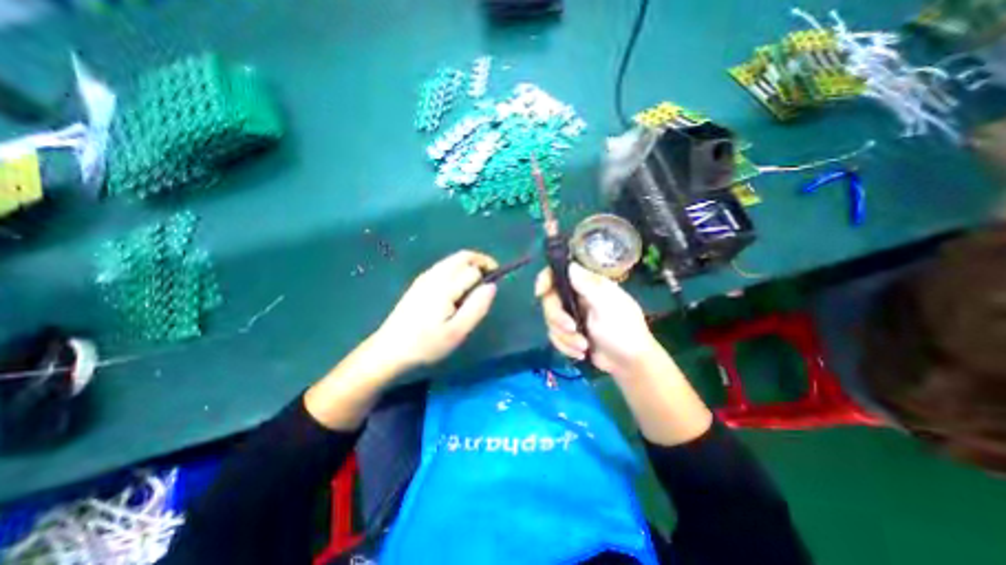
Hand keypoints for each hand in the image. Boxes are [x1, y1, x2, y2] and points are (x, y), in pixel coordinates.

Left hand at [370, 250, 494, 372]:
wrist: (390, 350)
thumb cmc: (426, 344)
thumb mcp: (457, 332)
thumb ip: (477, 307)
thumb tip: (492, 286)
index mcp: (445, 286)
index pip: (473, 269)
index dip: (488, 274)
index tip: (495, 286)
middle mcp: (434, 275)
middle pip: (463, 256)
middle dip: (481, 261)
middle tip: (492, 275)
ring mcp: (425, 277)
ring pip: (453, 259)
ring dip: (470, 264)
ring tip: (478, 281)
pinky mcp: (419, 282)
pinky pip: (444, 266)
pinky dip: (458, 268)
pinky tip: (459, 286)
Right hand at [537, 262, 665, 374]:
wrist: (629, 363)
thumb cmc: (624, 330)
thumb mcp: (607, 306)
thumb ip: (588, 285)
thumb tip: (570, 265)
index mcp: (587, 285)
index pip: (559, 273)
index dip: (545, 279)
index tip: (540, 292)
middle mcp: (576, 297)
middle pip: (549, 300)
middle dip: (557, 318)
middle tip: (571, 329)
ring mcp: (571, 316)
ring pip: (550, 321)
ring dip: (565, 337)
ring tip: (583, 346)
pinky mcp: (568, 333)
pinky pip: (554, 336)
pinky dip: (566, 346)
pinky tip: (581, 353)